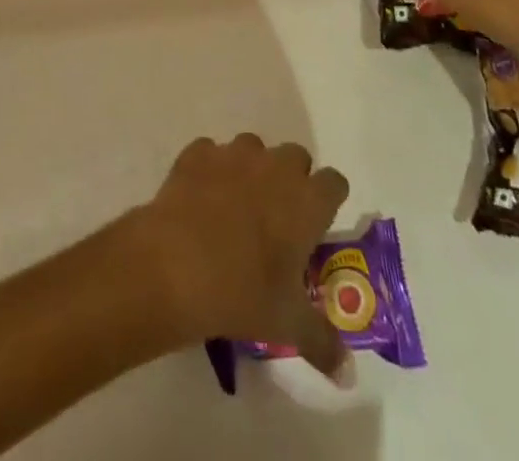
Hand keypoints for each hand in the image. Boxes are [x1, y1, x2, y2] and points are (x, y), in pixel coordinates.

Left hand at [129, 134, 350, 375]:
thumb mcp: (288, 324)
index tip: (319, 222)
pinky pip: (211, 152)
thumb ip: (323, 342)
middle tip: (279, 217)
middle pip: (296, 157)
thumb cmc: (242, 292)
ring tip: (237, 206)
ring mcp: (233, 153)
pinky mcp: (197, 153)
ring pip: (253, 148)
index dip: (329, 199)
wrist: (174, 264)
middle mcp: (274, 166)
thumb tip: (345, 369)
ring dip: (252, 170)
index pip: (334, 182)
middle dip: (291, 179)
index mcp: (306, 201)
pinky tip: (201, 198)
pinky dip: (211, 168)